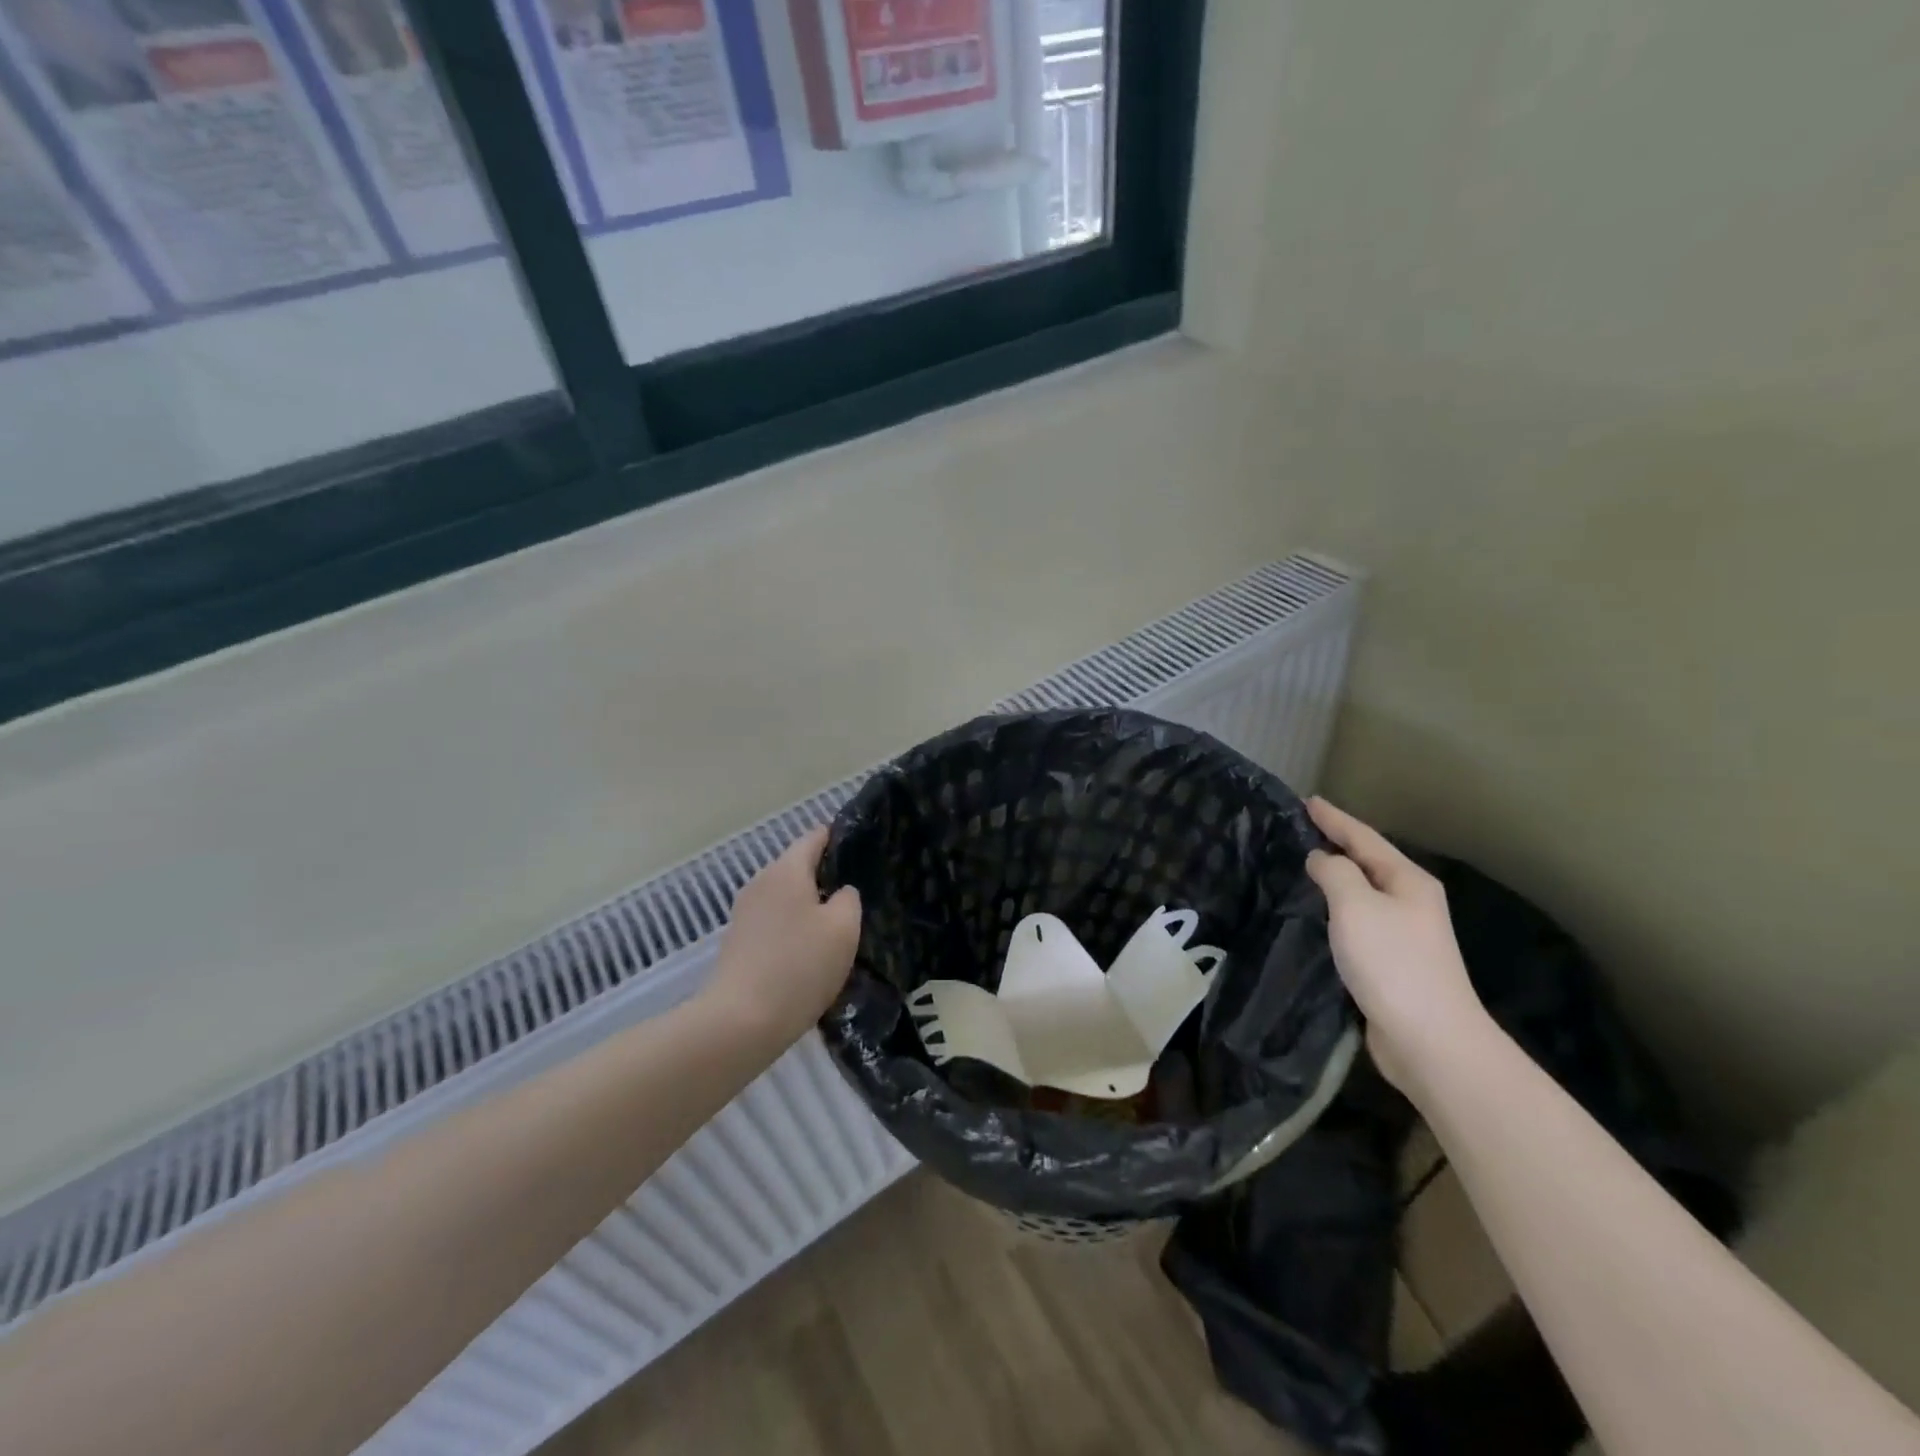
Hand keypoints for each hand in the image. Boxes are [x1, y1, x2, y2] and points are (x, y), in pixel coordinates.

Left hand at [702, 827, 861, 1046]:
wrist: (739, 1022)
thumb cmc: (799, 966)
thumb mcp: (843, 928)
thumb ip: (849, 899)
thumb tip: (840, 892)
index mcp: (786, 869)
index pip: (814, 837)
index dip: (839, 838)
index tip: (863, 849)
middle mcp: (760, 882)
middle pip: (797, 867)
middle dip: (825, 876)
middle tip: (857, 894)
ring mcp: (744, 913)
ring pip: (785, 897)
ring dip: (809, 906)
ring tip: (837, 926)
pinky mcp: (737, 942)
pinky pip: (774, 923)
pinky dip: (792, 929)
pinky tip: (809, 953)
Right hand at [1304, 797, 1489, 1093]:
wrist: (1430, 1039)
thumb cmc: (1392, 963)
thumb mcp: (1356, 906)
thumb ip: (1335, 873)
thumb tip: (1322, 859)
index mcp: (1408, 881)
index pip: (1364, 838)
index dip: (1334, 818)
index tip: (1308, 800)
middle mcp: (1410, 901)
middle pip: (1368, 862)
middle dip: (1337, 843)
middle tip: (1302, 828)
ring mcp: (1404, 933)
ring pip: (1363, 892)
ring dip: (1336, 877)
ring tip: (1305, 865)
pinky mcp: (1392, 962)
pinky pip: (1358, 921)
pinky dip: (1337, 908)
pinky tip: (1319, 912)